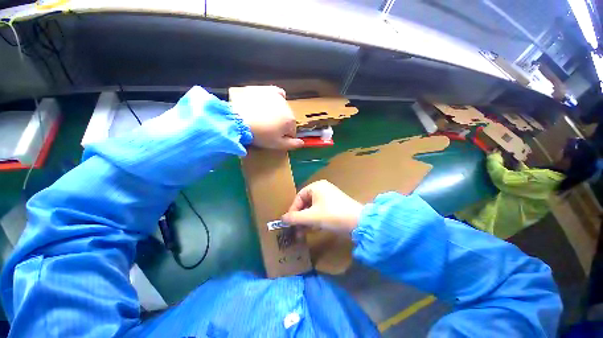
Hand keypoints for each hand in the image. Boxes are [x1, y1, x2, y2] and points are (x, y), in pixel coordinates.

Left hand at [232, 86, 303, 149]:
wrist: (239, 120)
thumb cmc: (260, 135)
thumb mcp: (277, 144)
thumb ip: (292, 144)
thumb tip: (303, 143)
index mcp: (290, 120)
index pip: (292, 131)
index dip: (284, 137)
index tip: (275, 138)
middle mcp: (287, 107)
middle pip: (287, 119)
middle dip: (281, 125)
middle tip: (268, 129)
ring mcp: (277, 97)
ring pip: (283, 108)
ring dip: (278, 113)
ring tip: (265, 118)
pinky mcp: (266, 90)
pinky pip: (277, 93)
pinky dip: (277, 98)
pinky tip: (271, 103)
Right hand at [282, 180, 362, 235]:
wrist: (359, 222)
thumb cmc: (332, 215)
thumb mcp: (311, 217)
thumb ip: (295, 218)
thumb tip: (282, 219)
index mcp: (316, 187)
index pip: (299, 197)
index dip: (293, 210)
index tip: (289, 222)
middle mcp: (322, 189)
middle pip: (305, 203)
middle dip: (300, 218)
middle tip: (296, 230)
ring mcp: (329, 197)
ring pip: (312, 209)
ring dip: (307, 221)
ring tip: (303, 233)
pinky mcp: (334, 206)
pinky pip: (320, 211)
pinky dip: (315, 220)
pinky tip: (313, 229)